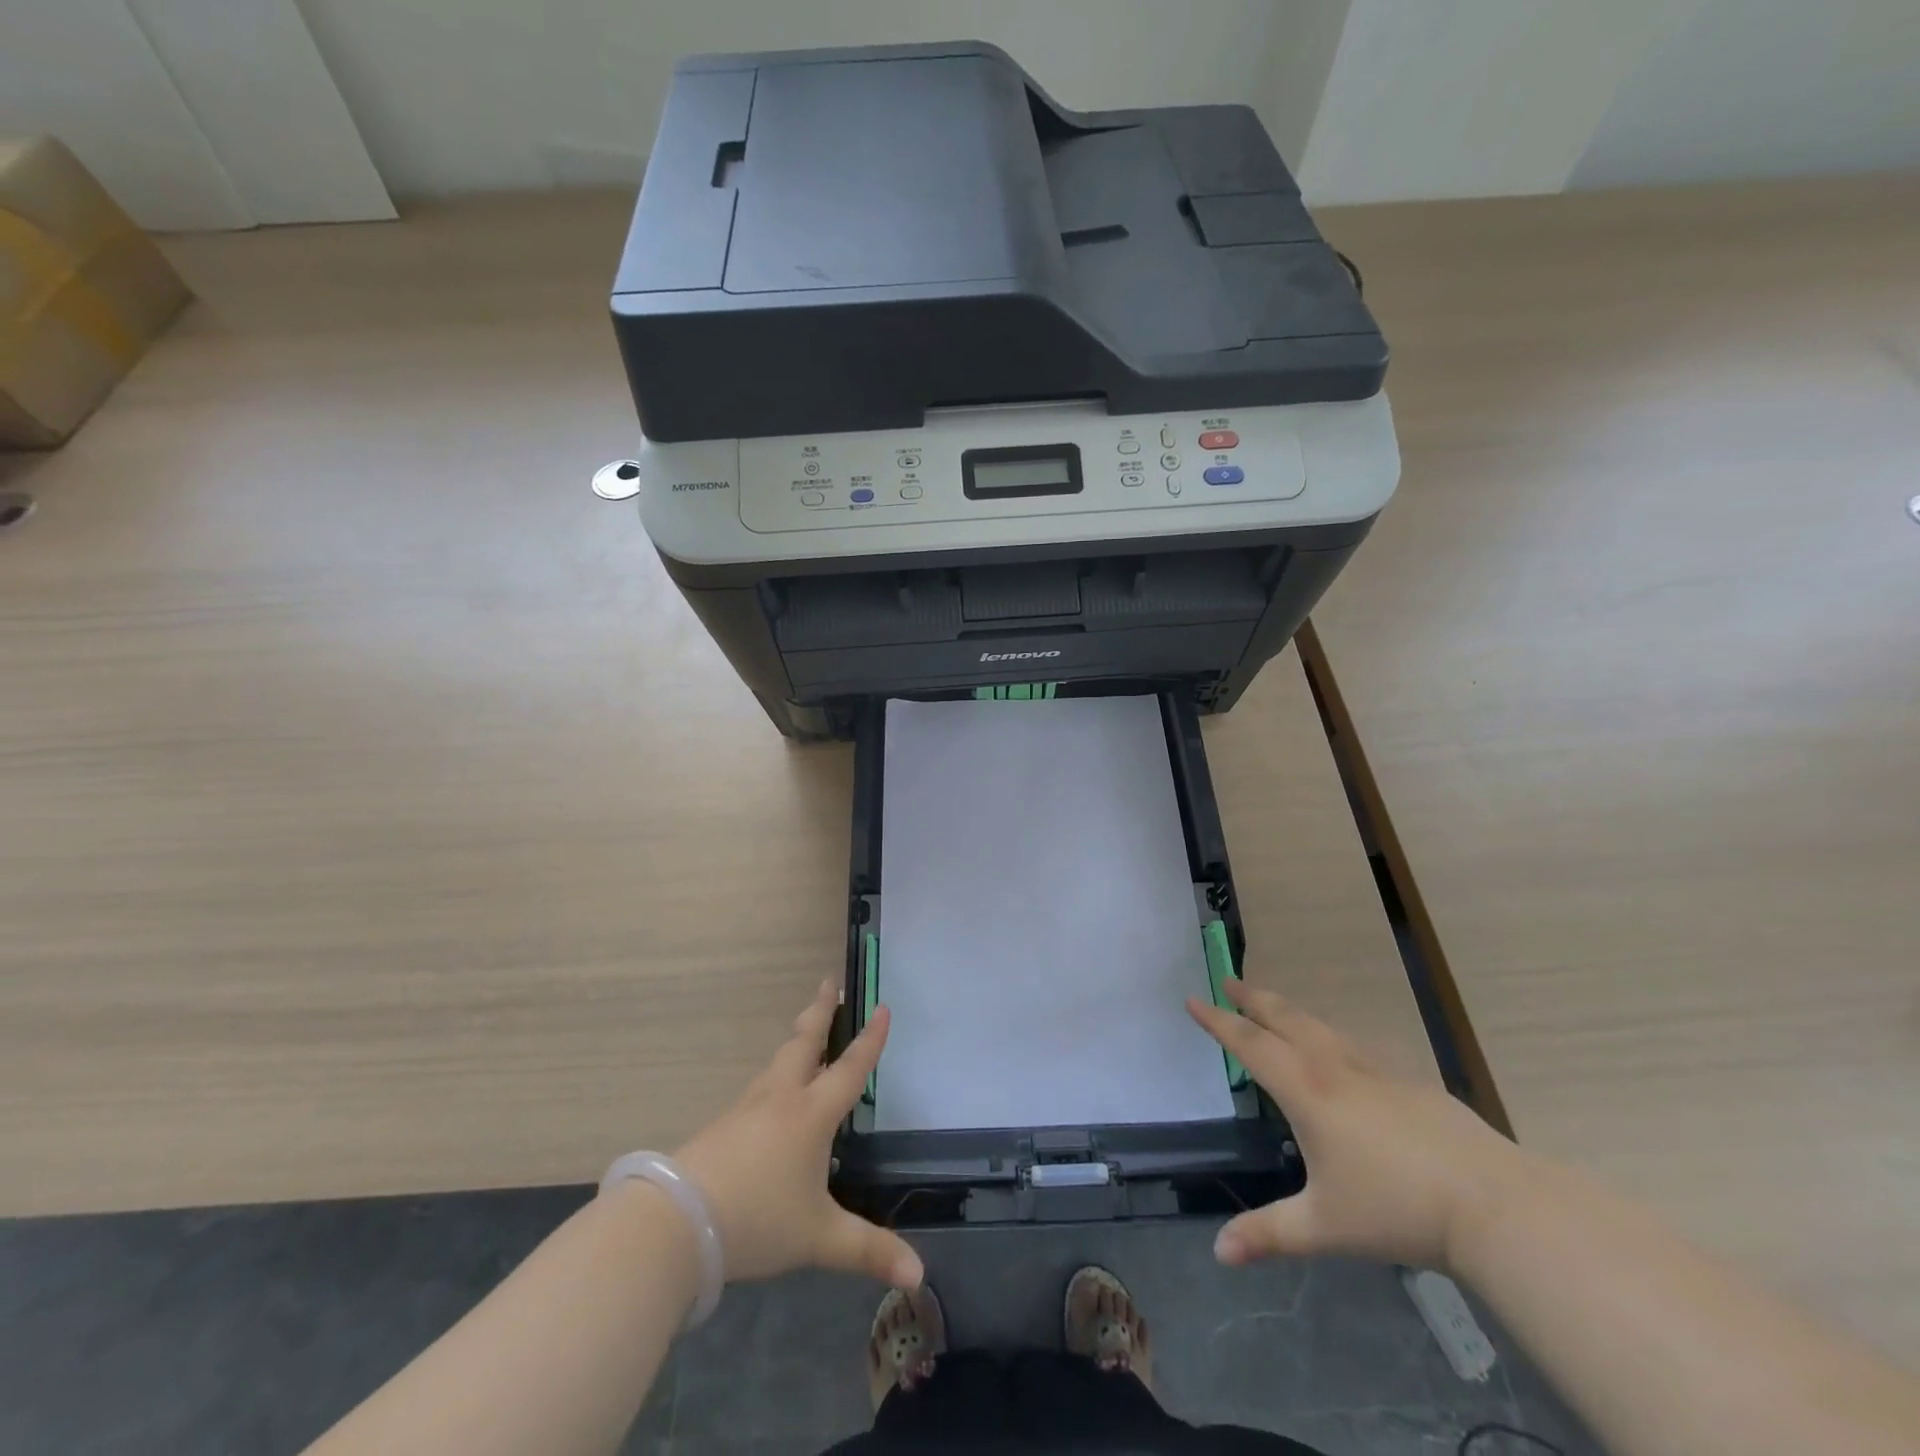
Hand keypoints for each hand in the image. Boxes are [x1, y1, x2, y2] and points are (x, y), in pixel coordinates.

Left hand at [673, 980, 922, 1290]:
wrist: (676, 1221)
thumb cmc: (757, 1219)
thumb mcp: (820, 1238)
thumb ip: (869, 1251)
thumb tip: (920, 1276)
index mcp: (811, 1114)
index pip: (850, 1068)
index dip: (870, 1039)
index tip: (882, 1007)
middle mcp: (781, 1098)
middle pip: (805, 1042)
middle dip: (822, 1011)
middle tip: (830, 983)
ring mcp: (747, 1108)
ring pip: (778, 1062)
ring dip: (797, 1039)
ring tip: (806, 1032)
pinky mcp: (722, 1126)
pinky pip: (759, 1087)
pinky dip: (775, 1073)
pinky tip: (771, 1093)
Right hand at [1187, 980, 1532, 1271]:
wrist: (1494, 1204)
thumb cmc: (1397, 1209)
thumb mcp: (1324, 1226)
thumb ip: (1270, 1234)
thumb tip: (1219, 1253)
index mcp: (1306, 1091)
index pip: (1250, 1044)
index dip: (1218, 1022)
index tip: (1193, 1000)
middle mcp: (1335, 1066)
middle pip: (1285, 1019)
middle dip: (1253, 999)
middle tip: (1230, 980)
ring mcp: (1376, 1069)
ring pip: (1322, 1025)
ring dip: (1291, 1011)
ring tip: (1276, 1007)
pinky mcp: (1410, 1080)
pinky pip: (1355, 1043)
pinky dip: (1330, 1033)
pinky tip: (1341, 1049)